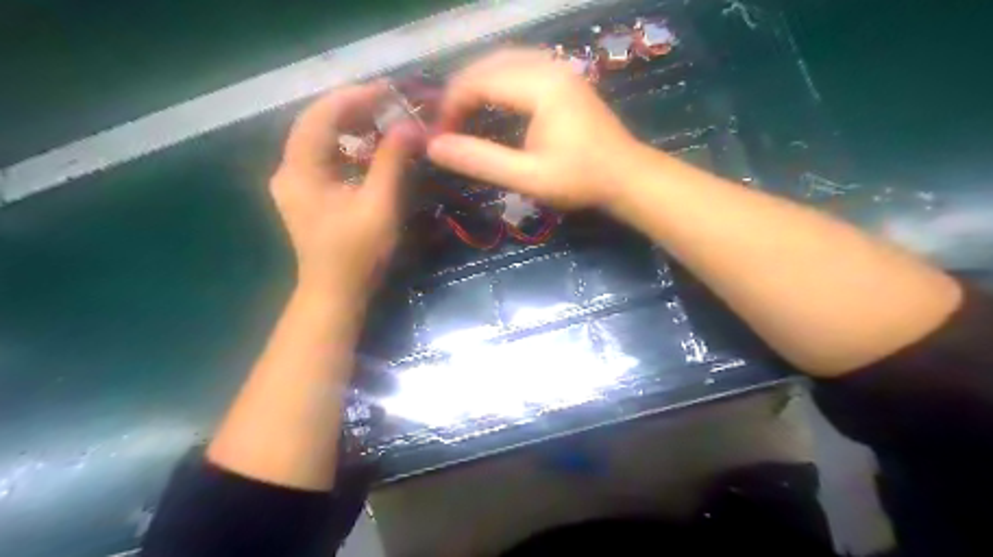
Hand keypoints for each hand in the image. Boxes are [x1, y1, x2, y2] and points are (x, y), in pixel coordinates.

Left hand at [270, 81, 419, 297]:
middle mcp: (289, 169)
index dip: (354, 98)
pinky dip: (349, 148)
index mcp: (300, 170)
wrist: (335, 294)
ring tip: (386, 123)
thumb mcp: (379, 206)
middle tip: (392, 105)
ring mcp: (295, 182)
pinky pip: (326, 158)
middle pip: (318, 123)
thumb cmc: (357, 254)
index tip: (389, 90)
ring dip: (353, 128)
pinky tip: (372, 151)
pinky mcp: (307, 194)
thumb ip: (391, 162)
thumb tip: (409, 126)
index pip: (321, 115)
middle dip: (354, 110)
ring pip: (321, 139)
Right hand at [430, 50, 639, 208]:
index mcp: (541, 86)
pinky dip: (498, 81)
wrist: (627, 177)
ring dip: (478, 83)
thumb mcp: (528, 177)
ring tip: (462, 113)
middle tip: (446, 125)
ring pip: (505, 61)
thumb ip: (481, 161)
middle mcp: (549, 67)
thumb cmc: (580, 180)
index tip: (439, 134)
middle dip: (461, 91)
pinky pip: (521, 67)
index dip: (452, 104)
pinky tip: (492, 101)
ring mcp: (560, 70)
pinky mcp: (565, 79)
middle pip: (489, 64)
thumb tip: (434, 147)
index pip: (479, 80)